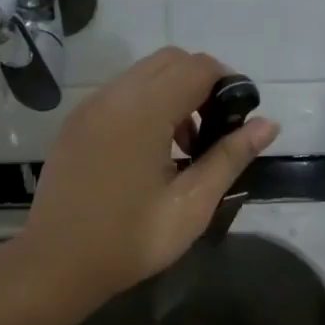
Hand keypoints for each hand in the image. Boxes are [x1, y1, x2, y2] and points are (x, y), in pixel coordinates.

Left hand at [20, 48, 280, 304]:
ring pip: (143, 75)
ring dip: (173, 94)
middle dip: (201, 84)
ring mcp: (89, 107)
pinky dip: (146, 105)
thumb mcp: (191, 204)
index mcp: (143, 110)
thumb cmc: (129, 239)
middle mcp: (113, 95)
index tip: (239, 118)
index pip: (198, 67)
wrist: (55, 264)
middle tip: (213, 132)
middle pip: (170, 61)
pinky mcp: (75, 123)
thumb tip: (268, 125)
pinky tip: (150, 152)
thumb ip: (230, 157)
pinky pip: (120, 94)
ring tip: (184, 148)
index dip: (228, 82)